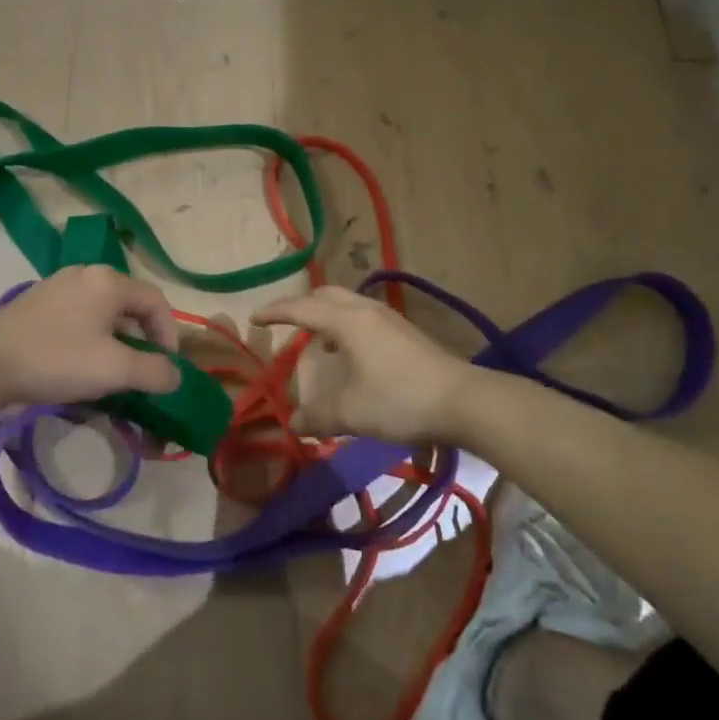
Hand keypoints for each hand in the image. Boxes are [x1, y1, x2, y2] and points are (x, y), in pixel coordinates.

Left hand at [0, 266, 180, 416]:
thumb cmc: (57, 361)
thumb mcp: (114, 370)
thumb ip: (154, 371)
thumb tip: (175, 374)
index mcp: (109, 281)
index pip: (156, 301)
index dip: (168, 335)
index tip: (165, 368)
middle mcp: (86, 273)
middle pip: (130, 303)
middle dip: (142, 338)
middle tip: (141, 370)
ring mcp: (59, 284)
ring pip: (103, 310)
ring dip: (116, 338)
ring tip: (111, 370)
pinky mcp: (38, 300)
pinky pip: (79, 314)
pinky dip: (91, 335)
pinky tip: (79, 362)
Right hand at [253, 286, 474, 444]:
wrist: (464, 401)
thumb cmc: (400, 400)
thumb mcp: (351, 413)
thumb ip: (317, 418)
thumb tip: (293, 424)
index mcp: (346, 321)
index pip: (301, 308)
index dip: (275, 312)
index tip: (254, 318)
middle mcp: (366, 310)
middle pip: (325, 294)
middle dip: (301, 306)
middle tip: (284, 324)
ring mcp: (389, 318)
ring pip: (347, 303)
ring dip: (326, 316)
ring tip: (317, 342)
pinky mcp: (405, 332)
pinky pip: (363, 316)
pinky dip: (345, 325)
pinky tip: (351, 354)